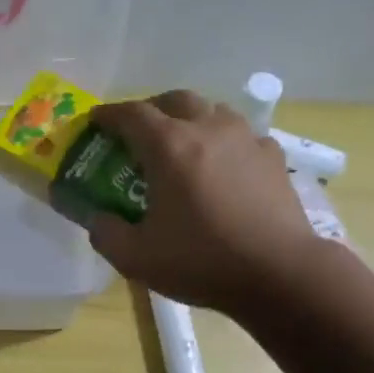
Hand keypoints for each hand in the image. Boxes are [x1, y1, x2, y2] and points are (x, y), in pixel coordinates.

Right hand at [86, 91, 317, 313]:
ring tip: (182, 146)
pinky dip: (224, 143)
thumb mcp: (135, 258)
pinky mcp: (273, 158)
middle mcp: (208, 130)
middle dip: (151, 109)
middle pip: (175, 100)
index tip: (95, 121)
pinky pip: (242, 136)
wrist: (279, 272)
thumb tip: (98, 218)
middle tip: (138, 132)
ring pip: (213, 111)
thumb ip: (106, 233)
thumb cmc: (201, 260)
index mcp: (169, 147)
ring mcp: (246, 140)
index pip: (131, 114)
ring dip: (191, 120)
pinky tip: (222, 167)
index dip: (108, 115)